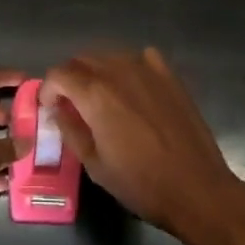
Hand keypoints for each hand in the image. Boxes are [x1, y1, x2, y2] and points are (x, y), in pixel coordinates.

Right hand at [43, 49, 244, 244]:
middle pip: (82, 59)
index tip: (50, 108)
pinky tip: (132, 88)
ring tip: (100, 97)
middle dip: (70, 78)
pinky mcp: (170, 76)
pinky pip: (140, 58)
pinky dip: (128, 67)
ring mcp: (148, 69)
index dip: (48, 89)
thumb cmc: (141, 183)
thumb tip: (58, 110)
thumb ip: (70, 130)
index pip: (59, 74)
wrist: (197, 189)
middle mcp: (118, 71)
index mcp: (95, 94)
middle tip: (71, 104)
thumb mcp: (94, 164)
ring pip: (110, 55)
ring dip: (97, 71)